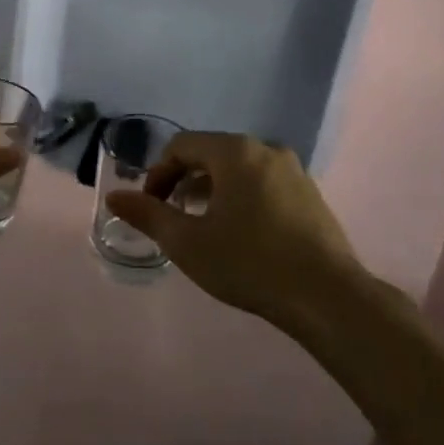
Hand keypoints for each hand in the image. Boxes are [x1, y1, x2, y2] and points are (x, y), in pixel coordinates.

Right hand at [106, 132, 364, 328]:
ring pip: (238, 169)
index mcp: (234, 151)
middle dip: (184, 180)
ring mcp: (293, 171)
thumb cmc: (250, 263)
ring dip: (212, 190)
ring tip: (202, 226)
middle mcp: (265, 149)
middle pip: (211, 153)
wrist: (328, 298)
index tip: (150, 207)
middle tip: (172, 216)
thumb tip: (115, 197)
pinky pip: (263, 183)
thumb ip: (148, 215)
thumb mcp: (188, 243)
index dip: (158, 173)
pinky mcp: (310, 195)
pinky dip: (241, 197)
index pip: (182, 146)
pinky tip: (240, 233)